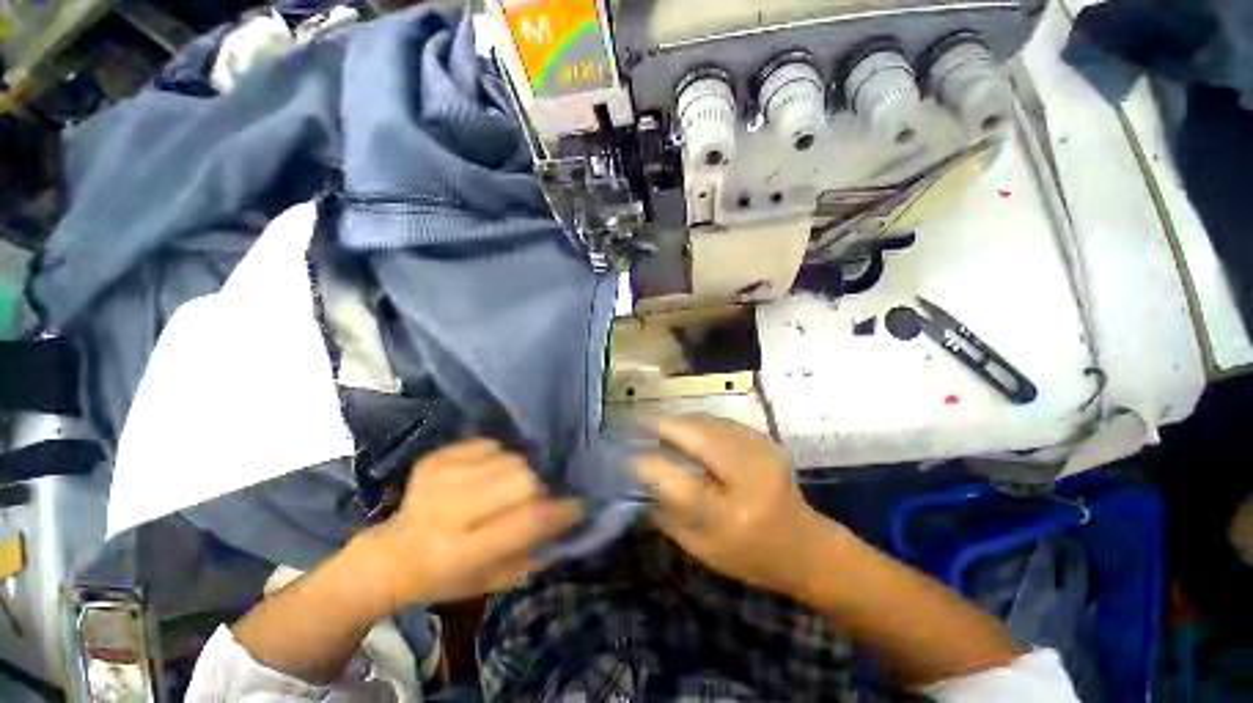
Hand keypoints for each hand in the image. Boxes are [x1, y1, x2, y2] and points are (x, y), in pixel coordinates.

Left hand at [352, 439, 581, 607]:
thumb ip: (533, 553)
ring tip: (504, 491)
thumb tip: (569, 522)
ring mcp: (438, 479)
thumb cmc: (446, 577)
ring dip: (517, 474)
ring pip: (510, 459)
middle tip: (533, 500)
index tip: (577, 507)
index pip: (525, 523)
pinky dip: (496, 459)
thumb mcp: (491, 581)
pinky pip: (489, 445)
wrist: (391, 554)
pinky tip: (483, 477)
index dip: (559, 512)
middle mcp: (447, 512)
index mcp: (460, 552)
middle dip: (537, 489)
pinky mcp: (435, 459)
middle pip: (521, 479)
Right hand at [636, 416, 842, 595]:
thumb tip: (638, 479)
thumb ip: (668, 513)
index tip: (627, 456)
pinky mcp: (767, 440)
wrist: (806, 545)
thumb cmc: (749, 557)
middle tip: (638, 423)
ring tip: (659, 425)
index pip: (681, 483)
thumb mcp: (701, 548)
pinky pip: (722, 422)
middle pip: (698, 437)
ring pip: (709, 423)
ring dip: (680, 421)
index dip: (649, 465)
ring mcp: (763, 452)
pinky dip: (699, 423)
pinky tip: (687, 429)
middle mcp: (751, 478)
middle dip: (664, 425)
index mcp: (733, 517)